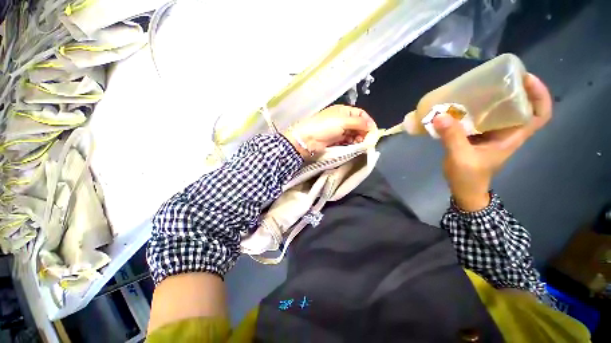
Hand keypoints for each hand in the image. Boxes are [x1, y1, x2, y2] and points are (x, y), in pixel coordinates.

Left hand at [284, 105, 376, 158]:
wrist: (307, 140)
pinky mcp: (336, 141)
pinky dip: (352, 143)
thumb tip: (371, 126)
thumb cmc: (325, 127)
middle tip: (367, 140)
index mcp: (343, 111)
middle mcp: (342, 120)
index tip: (373, 131)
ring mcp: (339, 131)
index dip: (368, 121)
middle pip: (358, 125)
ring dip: (359, 138)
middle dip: (364, 131)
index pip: (360, 114)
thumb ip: (358, 123)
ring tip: (361, 143)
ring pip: (353, 134)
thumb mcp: (342, 121)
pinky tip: (355, 146)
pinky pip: (348, 141)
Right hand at [433, 74, 552, 211]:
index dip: (539, 95)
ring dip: (491, 98)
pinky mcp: (477, 135)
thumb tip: (439, 116)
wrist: (463, 189)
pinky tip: (460, 105)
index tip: (526, 79)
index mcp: (512, 137)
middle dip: (513, 89)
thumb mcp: (461, 157)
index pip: (539, 115)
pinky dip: (473, 109)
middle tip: (496, 77)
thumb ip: (452, 137)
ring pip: (499, 111)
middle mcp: (506, 132)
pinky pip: (480, 117)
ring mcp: (491, 133)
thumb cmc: (469, 177)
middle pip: (520, 106)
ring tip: (477, 87)